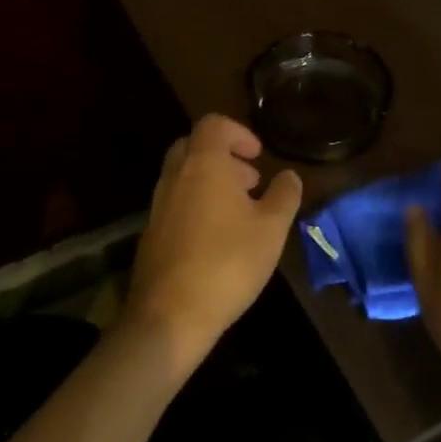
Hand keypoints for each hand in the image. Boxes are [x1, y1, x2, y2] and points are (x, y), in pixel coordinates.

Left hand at [127, 114, 302, 365]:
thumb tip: (289, 176)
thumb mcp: (272, 229)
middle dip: (222, 155)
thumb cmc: (228, 263)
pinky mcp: (151, 234)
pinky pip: (174, 202)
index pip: (213, 124)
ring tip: (239, 211)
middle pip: (193, 146)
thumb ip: (284, 195)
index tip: (258, 156)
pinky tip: (216, 238)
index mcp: (203, 165)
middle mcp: (175, 177)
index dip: (238, 132)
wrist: (170, 316)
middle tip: (248, 180)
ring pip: (182, 175)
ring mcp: (158, 206)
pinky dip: (196, 204)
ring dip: (209, 181)